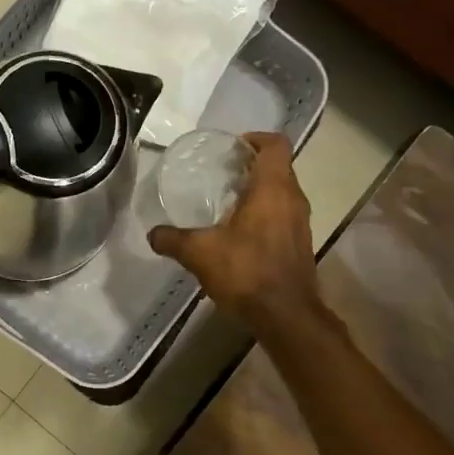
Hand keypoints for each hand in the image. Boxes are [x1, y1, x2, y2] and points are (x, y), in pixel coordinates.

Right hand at [148, 132, 325, 333]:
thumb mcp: (199, 253)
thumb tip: (153, 233)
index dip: (256, 138)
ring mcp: (301, 223)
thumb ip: (173, 239)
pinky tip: (238, 231)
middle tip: (221, 171)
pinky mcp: (300, 244)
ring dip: (259, 190)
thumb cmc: (246, 271)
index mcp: (273, 189)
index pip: (276, 145)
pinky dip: (264, 213)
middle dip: (251, 165)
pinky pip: (283, 215)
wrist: (286, 316)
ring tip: (226, 200)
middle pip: (278, 167)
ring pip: (282, 192)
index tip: (232, 147)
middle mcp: (293, 199)